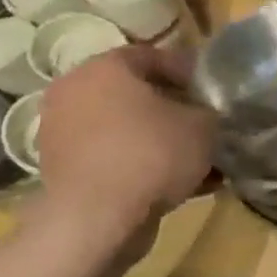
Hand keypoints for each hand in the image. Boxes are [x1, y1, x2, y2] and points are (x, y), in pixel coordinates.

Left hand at [34, 43, 214, 255]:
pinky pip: (114, 158)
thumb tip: (207, 113)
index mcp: (104, 67)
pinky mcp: (64, 171)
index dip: (189, 73)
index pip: (154, 56)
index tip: (213, 93)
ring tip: (199, 162)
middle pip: (136, 94)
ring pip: (126, 129)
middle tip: (206, 125)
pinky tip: (181, 187)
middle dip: (174, 110)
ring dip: (160, 141)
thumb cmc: (151, 154)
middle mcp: (75, 92)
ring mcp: (63, 133)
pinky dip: (143, 167)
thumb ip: (209, 110)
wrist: (97, 220)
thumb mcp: (203, 125)